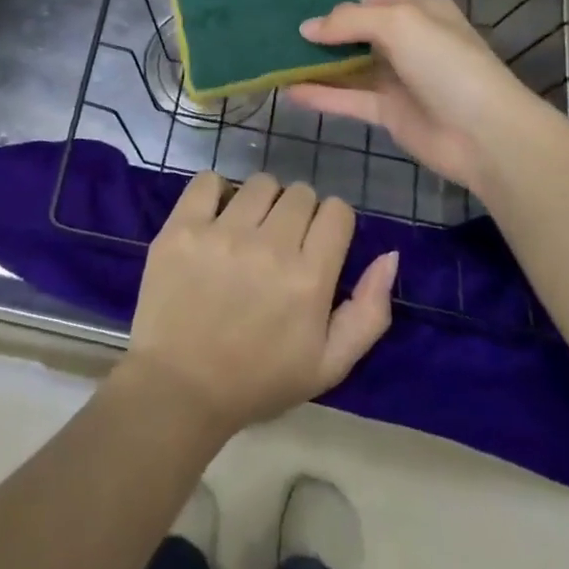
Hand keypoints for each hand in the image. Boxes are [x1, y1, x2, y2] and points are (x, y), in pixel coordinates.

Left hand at [123, 171, 397, 437]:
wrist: (179, 389)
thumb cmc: (258, 380)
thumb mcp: (329, 365)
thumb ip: (369, 311)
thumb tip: (390, 255)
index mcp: (308, 279)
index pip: (337, 211)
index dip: (331, 224)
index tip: (315, 245)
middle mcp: (268, 247)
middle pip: (300, 192)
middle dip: (298, 213)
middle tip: (280, 243)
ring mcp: (221, 233)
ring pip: (259, 183)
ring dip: (260, 201)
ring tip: (247, 231)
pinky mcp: (182, 227)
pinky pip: (208, 180)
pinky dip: (216, 192)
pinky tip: (215, 218)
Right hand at [289, 0, 561, 196]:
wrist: (485, 133)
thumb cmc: (445, 62)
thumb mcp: (398, 23)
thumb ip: (347, 21)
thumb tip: (306, 28)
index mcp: (418, 7)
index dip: (340, 3)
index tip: (301, 8)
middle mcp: (407, 38)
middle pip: (357, 32)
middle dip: (322, 33)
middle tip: (279, 33)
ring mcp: (398, 77)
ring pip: (350, 66)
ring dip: (317, 64)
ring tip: (275, 59)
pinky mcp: (389, 111)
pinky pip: (348, 98)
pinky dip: (321, 94)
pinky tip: (289, 90)